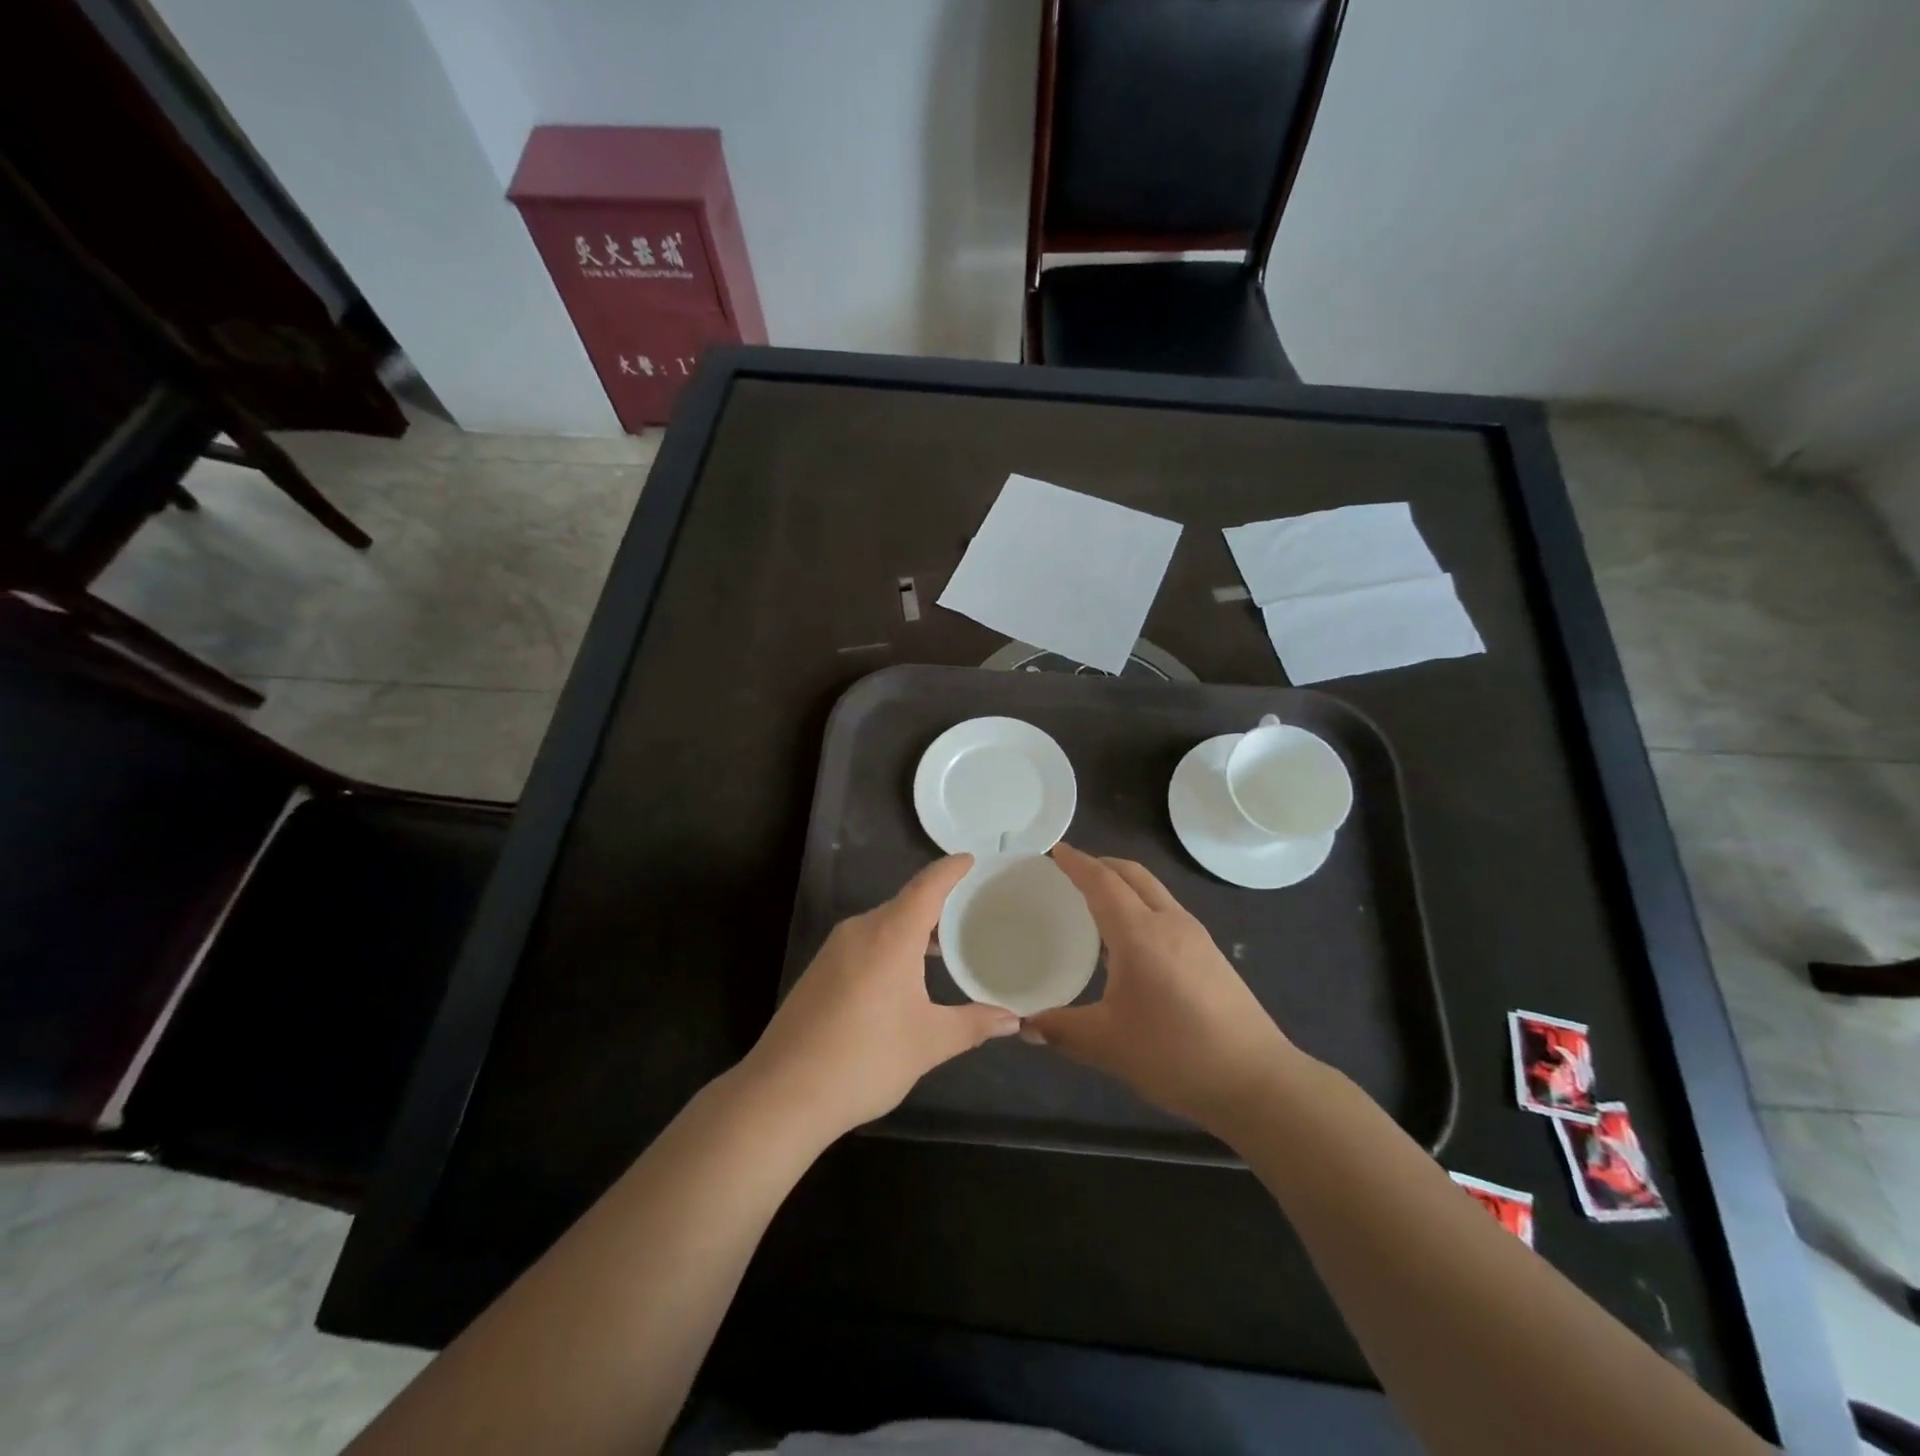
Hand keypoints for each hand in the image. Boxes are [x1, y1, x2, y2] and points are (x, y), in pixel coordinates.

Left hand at [741, 854, 1018, 1139]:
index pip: (928, 885)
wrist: (782, 1093)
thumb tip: (1012, 1019)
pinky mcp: (819, 971)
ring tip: (945, 947)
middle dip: (938, 904)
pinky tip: (904, 977)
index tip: (973, 860)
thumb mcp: (929, 1042)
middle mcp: (860, 930)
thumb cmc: (865, 1058)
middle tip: (973, 911)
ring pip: (883, 924)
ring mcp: (834, 950)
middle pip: (905, 902)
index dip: (952, 869)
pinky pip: (865, 943)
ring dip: (914, 929)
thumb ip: (973, 1024)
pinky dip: (891, 946)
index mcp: (890, 934)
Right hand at [1025, 843, 1301, 1134]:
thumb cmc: (1175, 1055)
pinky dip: (1141, 906)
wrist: (1257, 1081)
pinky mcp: (1211, 955)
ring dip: (1124, 884)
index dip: (1077, 863)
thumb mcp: (1107, 1045)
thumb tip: (1023, 1026)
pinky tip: (1131, 941)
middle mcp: (1169, 922)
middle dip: (1101, 864)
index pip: (1102, 882)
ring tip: (1096, 902)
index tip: (1055, 851)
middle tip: (1071, 870)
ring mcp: (1196, 937)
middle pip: (1133, 875)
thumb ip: (1060, 1030)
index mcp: (1140, 933)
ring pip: (1154, 892)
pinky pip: (1167, 912)